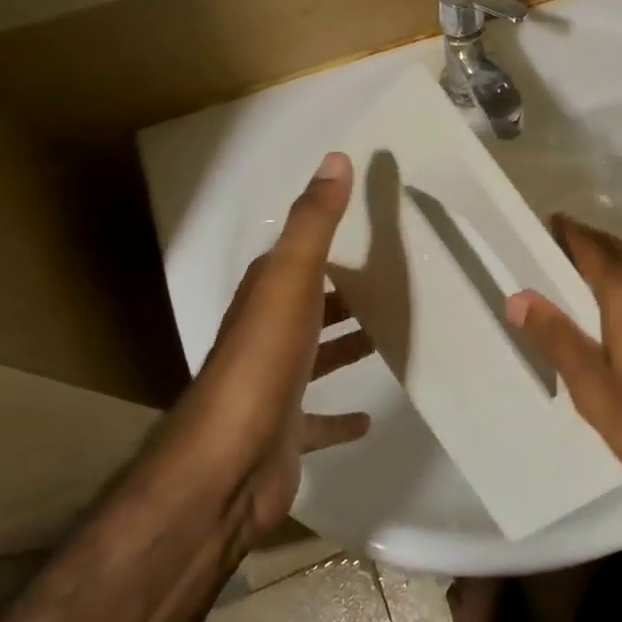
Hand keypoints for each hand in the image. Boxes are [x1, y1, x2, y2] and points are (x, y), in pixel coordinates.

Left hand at [183, 152, 372, 532]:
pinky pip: (319, 419)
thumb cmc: (264, 362)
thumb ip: (315, 222)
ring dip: (344, 347)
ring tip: (388, 338)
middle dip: (343, 295)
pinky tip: (369, 419)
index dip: (327, 244)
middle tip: (393, 284)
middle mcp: (265, 338)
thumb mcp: (291, 279)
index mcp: (264, 298)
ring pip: (315, 358)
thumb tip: (336, 158)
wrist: (228, 463)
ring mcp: (273, 388)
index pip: (296, 260)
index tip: (370, 234)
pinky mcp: (286, 433)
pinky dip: (341, 416)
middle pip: (309, 307)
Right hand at [505, 216, 621, 525]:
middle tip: (550, 257)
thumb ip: (558, 339)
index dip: (564, 233)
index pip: (591, 245)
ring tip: (579, 286)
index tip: (539, 228)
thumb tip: (520, 297)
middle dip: (585, 247)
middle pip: (619, 251)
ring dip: (612, 267)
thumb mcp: (597, 392)